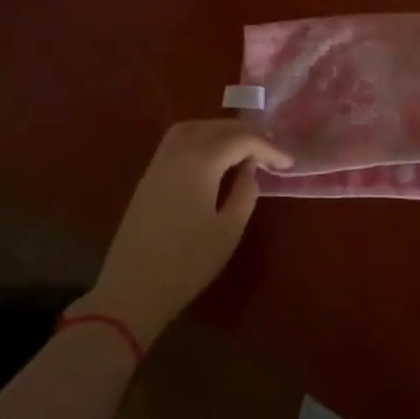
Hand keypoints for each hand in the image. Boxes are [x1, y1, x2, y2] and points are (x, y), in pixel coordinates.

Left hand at [73, 120, 290, 345]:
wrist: (131, 291)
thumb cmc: (186, 263)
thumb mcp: (228, 230)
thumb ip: (245, 192)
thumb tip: (250, 169)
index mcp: (200, 161)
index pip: (242, 140)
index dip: (268, 147)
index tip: (288, 162)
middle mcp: (178, 151)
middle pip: (218, 127)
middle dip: (248, 133)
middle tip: (271, 150)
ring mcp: (159, 162)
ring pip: (195, 127)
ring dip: (223, 130)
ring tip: (245, 146)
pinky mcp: (149, 175)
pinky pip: (179, 140)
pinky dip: (202, 137)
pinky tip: (215, 155)